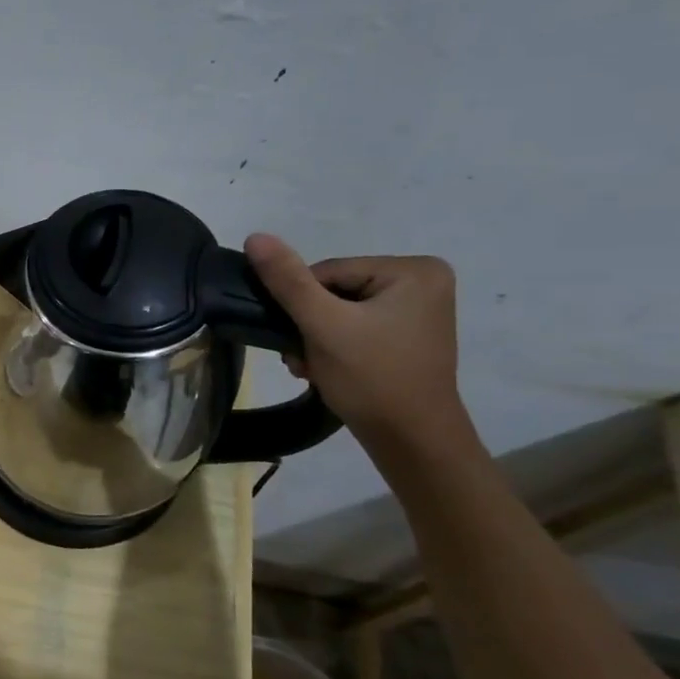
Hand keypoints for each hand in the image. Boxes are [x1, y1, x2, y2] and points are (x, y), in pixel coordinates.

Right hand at [243, 233, 469, 447]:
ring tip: (311, 367)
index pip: (329, 272)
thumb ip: (288, 280)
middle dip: (310, 325)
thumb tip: (255, 236)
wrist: (411, 441)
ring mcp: (420, 310)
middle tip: (301, 359)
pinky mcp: (409, 335)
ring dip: (316, 338)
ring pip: (341, 311)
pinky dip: (335, 346)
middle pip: (335, 291)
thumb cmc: (371, 378)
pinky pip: (357, 327)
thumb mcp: (323, 325)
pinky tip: (326, 369)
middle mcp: (424, 282)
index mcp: (414, 270)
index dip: (303, 305)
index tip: (299, 339)